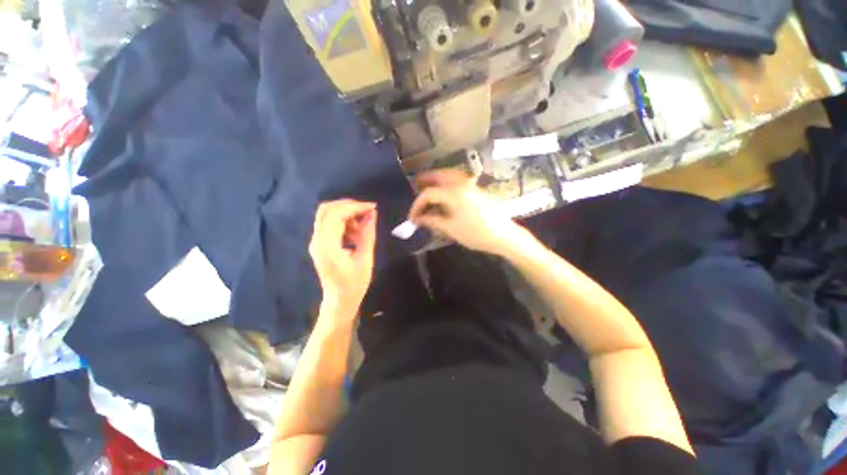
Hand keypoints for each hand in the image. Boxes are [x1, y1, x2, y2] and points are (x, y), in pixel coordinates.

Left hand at [309, 200, 377, 320]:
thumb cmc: (354, 284)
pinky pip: (329, 224)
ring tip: (363, 224)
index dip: (355, 207)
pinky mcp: (320, 244)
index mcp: (327, 245)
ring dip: (346, 214)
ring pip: (327, 215)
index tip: (373, 207)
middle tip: (367, 211)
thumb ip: (367, 234)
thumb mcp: (365, 258)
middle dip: (348, 206)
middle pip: (326, 210)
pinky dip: (343, 221)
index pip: (336, 215)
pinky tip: (356, 231)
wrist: (339, 301)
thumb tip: (372, 213)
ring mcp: (316, 241)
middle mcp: (317, 240)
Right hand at [408, 169, 522, 254]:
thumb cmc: (476, 233)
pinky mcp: (476, 189)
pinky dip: (446, 182)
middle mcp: (462, 183)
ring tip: (426, 187)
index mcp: (454, 193)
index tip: (412, 218)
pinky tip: (443, 192)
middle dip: (425, 182)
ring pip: (449, 175)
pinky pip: (457, 180)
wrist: (503, 235)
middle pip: (438, 176)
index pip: (429, 194)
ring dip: (436, 179)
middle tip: (415, 188)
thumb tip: (418, 219)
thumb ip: (432, 220)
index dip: (417, 205)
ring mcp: (471, 184)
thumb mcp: (451, 228)